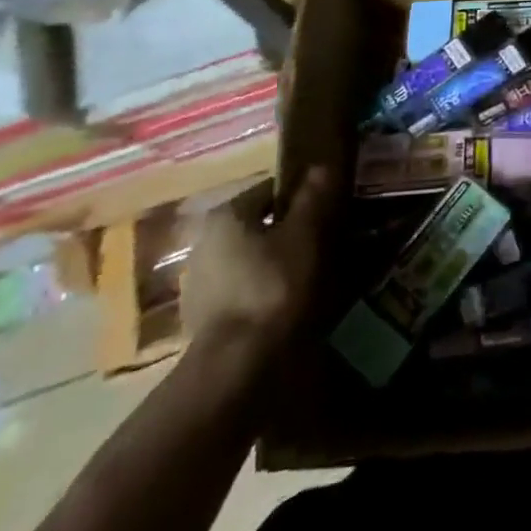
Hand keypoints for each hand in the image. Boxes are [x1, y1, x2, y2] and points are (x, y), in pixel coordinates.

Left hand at [180, 168, 334, 359]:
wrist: (238, 365)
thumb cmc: (275, 287)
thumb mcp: (306, 235)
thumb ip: (314, 197)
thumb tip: (322, 165)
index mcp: (226, 216)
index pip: (270, 190)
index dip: (303, 196)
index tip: (331, 208)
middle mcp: (204, 243)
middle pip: (259, 227)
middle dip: (291, 231)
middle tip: (328, 241)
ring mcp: (200, 284)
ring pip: (252, 260)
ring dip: (279, 263)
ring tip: (315, 276)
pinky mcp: (204, 319)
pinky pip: (245, 292)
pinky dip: (267, 292)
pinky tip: (292, 305)